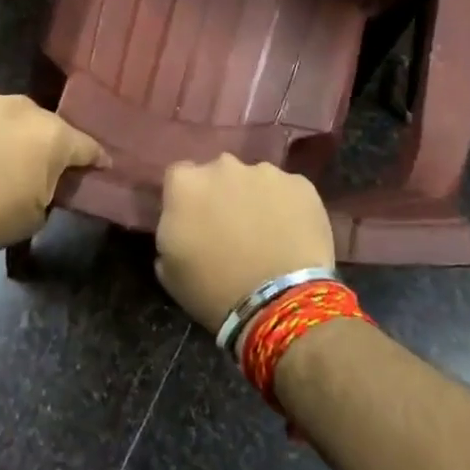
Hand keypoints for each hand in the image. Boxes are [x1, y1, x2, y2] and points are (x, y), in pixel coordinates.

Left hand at [0, 88, 105, 250]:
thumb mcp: (36, 214)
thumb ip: (50, 186)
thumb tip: (47, 178)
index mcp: (52, 136)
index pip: (86, 145)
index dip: (94, 158)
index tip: (100, 164)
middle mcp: (23, 107)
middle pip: (41, 125)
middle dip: (39, 143)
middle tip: (28, 165)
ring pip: (3, 113)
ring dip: (2, 130)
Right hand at [154, 155, 335, 331]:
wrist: (278, 303)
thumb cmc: (213, 290)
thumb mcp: (168, 268)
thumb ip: (170, 230)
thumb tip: (182, 224)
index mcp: (185, 183)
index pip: (179, 178)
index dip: (187, 200)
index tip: (194, 221)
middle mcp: (223, 166)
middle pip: (219, 173)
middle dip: (223, 193)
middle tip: (231, 227)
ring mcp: (265, 172)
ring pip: (256, 180)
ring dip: (256, 199)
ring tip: (267, 234)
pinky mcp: (301, 184)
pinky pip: (289, 192)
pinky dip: (288, 208)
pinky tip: (292, 236)